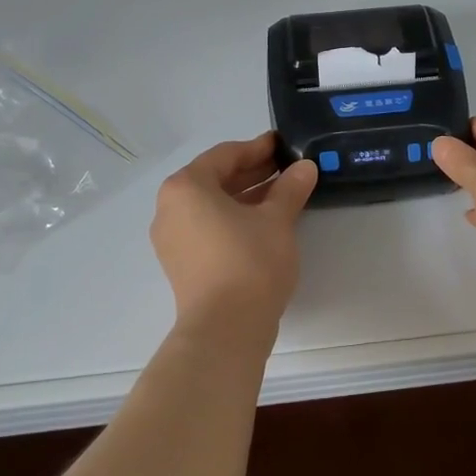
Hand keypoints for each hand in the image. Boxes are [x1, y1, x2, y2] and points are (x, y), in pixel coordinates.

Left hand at [150, 132, 317, 350]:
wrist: (226, 330)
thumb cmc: (249, 261)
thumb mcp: (277, 219)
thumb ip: (290, 188)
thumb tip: (306, 167)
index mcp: (186, 187)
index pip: (225, 155)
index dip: (258, 148)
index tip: (283, 144)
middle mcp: (170, 208)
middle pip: (216, 179)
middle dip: (253, 173)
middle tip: (288, 168)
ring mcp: (173, 239)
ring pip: (213, 206)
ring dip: (247, 197)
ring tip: (284, 195)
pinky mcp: (182, 264)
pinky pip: (209, 228)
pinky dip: (235, 220)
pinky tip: (266, 223)